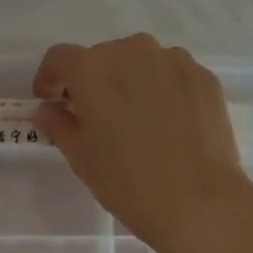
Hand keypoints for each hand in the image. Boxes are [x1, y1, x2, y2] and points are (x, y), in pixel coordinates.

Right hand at [31, 34, 252, 252]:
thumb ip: (59, 125)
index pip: (60, 58)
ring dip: (130, 82)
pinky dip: (162, 90)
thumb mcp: (81, 158)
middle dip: (92, 82)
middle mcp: (133, 51)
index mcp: (93, 69)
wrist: (198, 201)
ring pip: (141, 63)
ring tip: (136, 121)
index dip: (49, 78)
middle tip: (95, 117)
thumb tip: (49, 110)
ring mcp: (174, 61)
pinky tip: (167, 125)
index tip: (51, 101)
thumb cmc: (127, 182)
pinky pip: (172, 75)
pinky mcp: (204, 78)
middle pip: (102, 57)